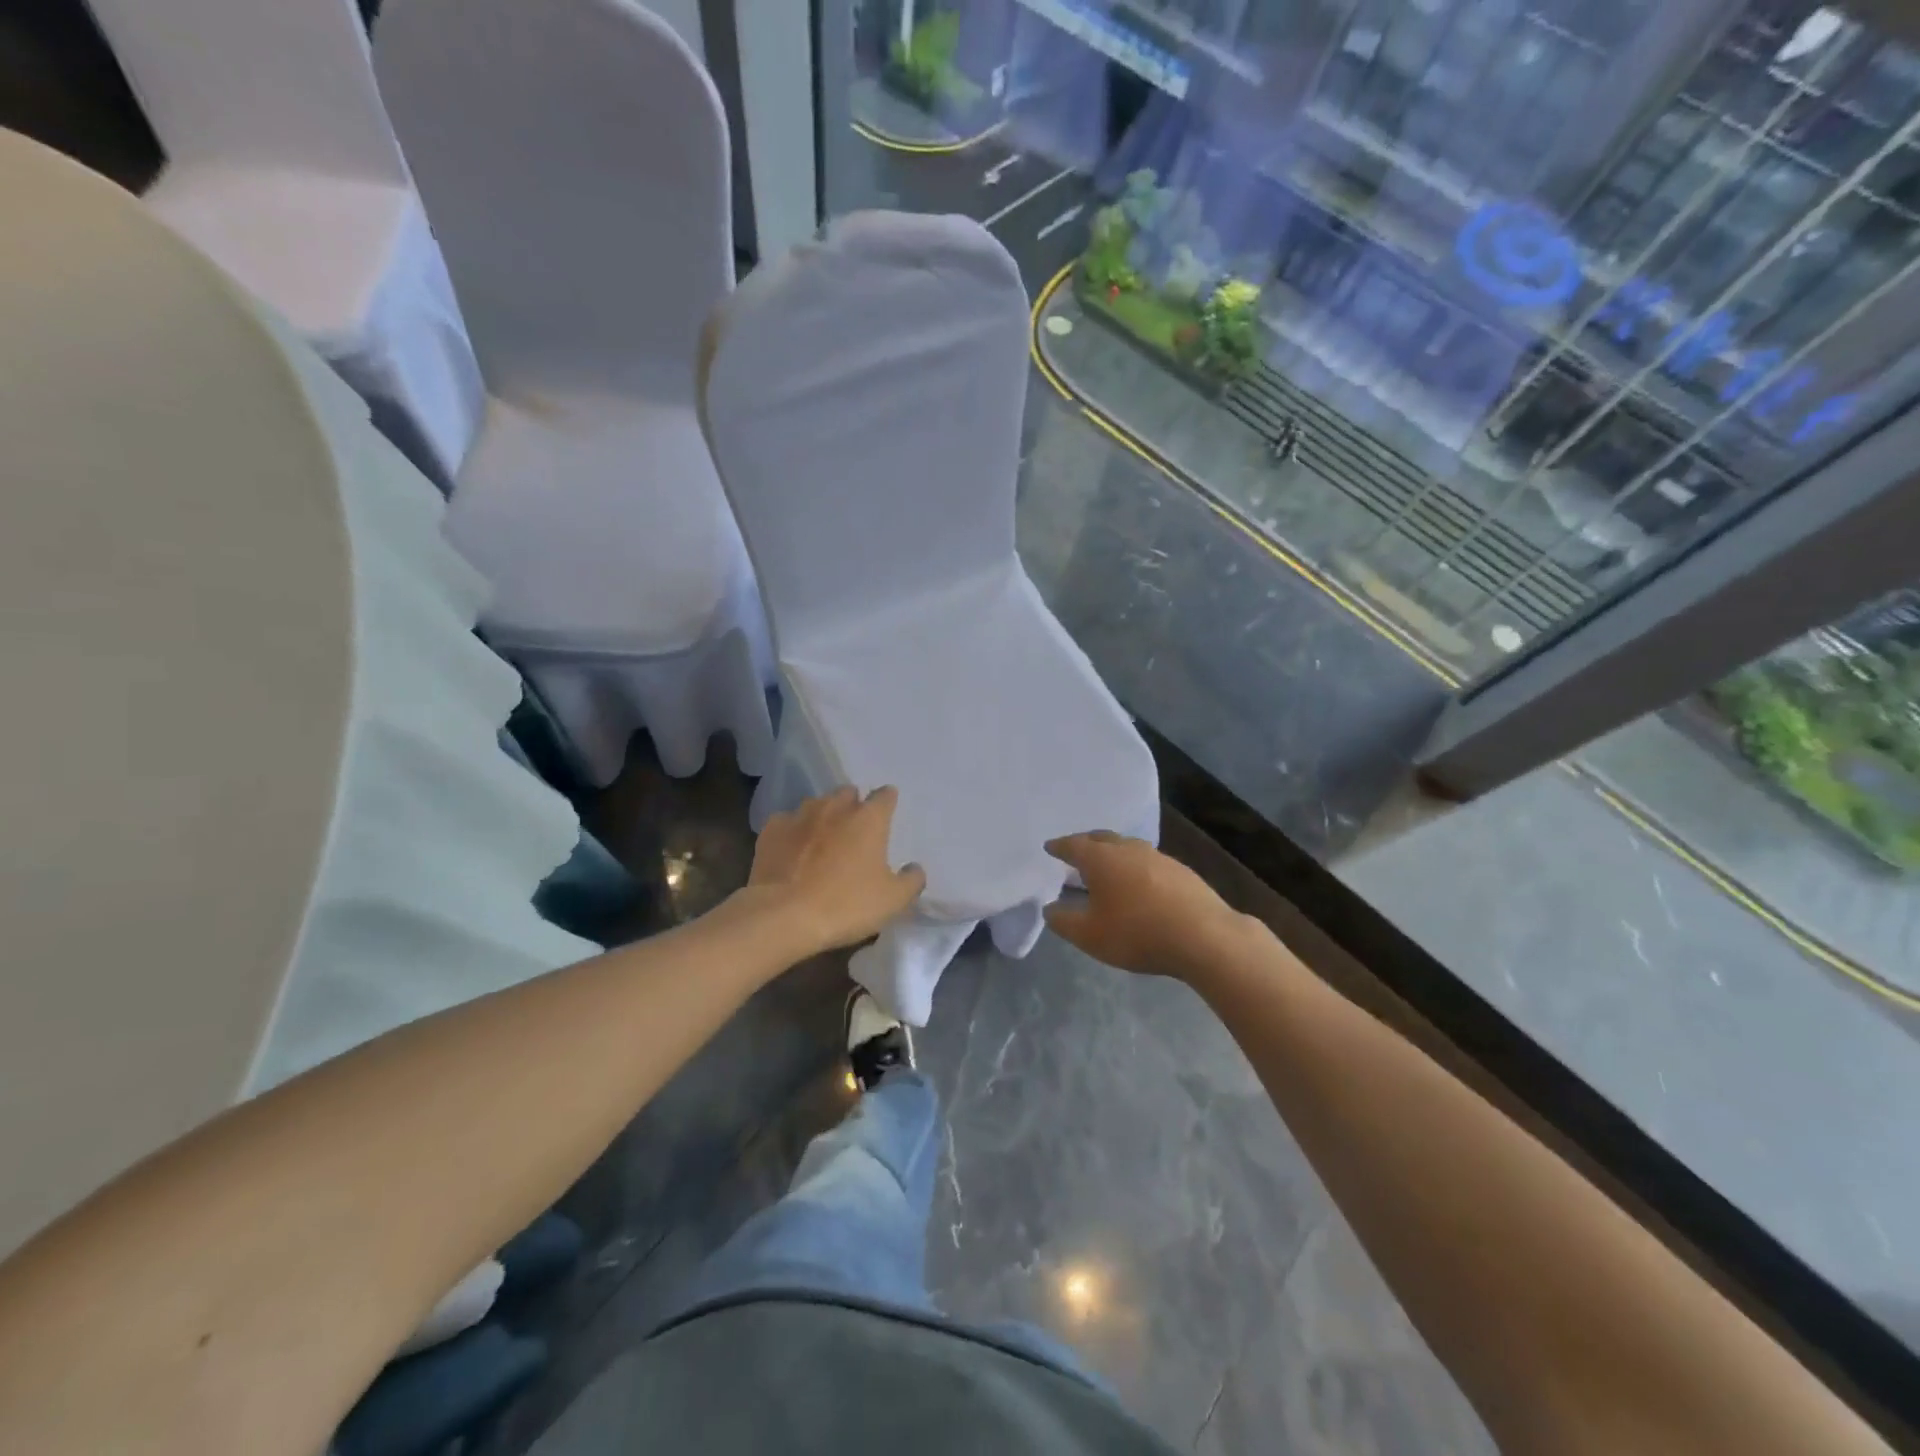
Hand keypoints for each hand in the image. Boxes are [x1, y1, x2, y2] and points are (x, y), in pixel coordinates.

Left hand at [745, 787, 925, 955]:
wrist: (783, 916)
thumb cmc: (846, 904)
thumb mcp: (893, 901)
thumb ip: (911, 880)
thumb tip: (914, 868)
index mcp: (869, 818)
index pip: (885, 795)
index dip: (887, 803)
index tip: (887, 815)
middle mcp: (835, 807)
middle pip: (848, 793)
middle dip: (853, 805)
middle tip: (854, 831)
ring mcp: (800, 815)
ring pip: (816, 804)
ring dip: (822, 816)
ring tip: (822, 840)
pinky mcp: (771, 830)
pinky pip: (787, 822)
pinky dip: (792, 831)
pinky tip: (792, 850)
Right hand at [1044, 831, 1242, 981]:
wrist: (1204, 937)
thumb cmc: (1137, 933)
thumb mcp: (1090, 935)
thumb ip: (1064, 921)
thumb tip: (1050, 908)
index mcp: (1101, 859)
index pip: (1074, 845)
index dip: (1059, 847)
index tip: (1049, 847)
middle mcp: (1129, 849)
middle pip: (1102, 838)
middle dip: (1086, 843)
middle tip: (1076, 851)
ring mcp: (1159, 857)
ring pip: (1128, 847)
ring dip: (1113, 854)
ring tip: (1107, 867)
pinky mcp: (1182, 871)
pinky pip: (1149, 862)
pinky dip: (1136, 867)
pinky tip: (1139, 883)